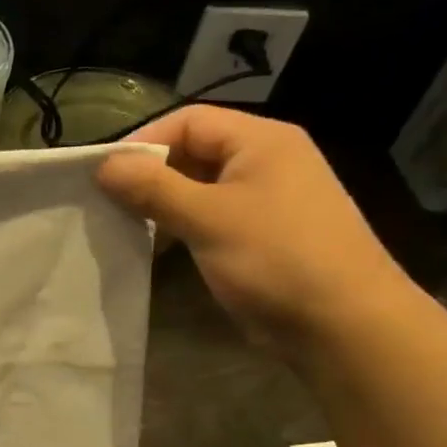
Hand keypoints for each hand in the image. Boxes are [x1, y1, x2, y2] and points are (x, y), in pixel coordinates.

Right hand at [98, 107, 418, 351]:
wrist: (344, 326)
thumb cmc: (276, 259)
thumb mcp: (208, 218)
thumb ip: (153, 188)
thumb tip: (104, 165)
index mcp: (261, 141)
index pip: (189, 121)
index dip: (143, 141)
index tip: (102, 174)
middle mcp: (266, 161)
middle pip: (193, 152)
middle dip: (149, 174)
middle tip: (107, 202)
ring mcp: (266, 201)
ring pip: (199, 188)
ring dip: (161, 204)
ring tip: (123, 225)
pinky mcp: (261, 237)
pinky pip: (211, 218)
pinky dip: (181, 227)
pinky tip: (154, 248)